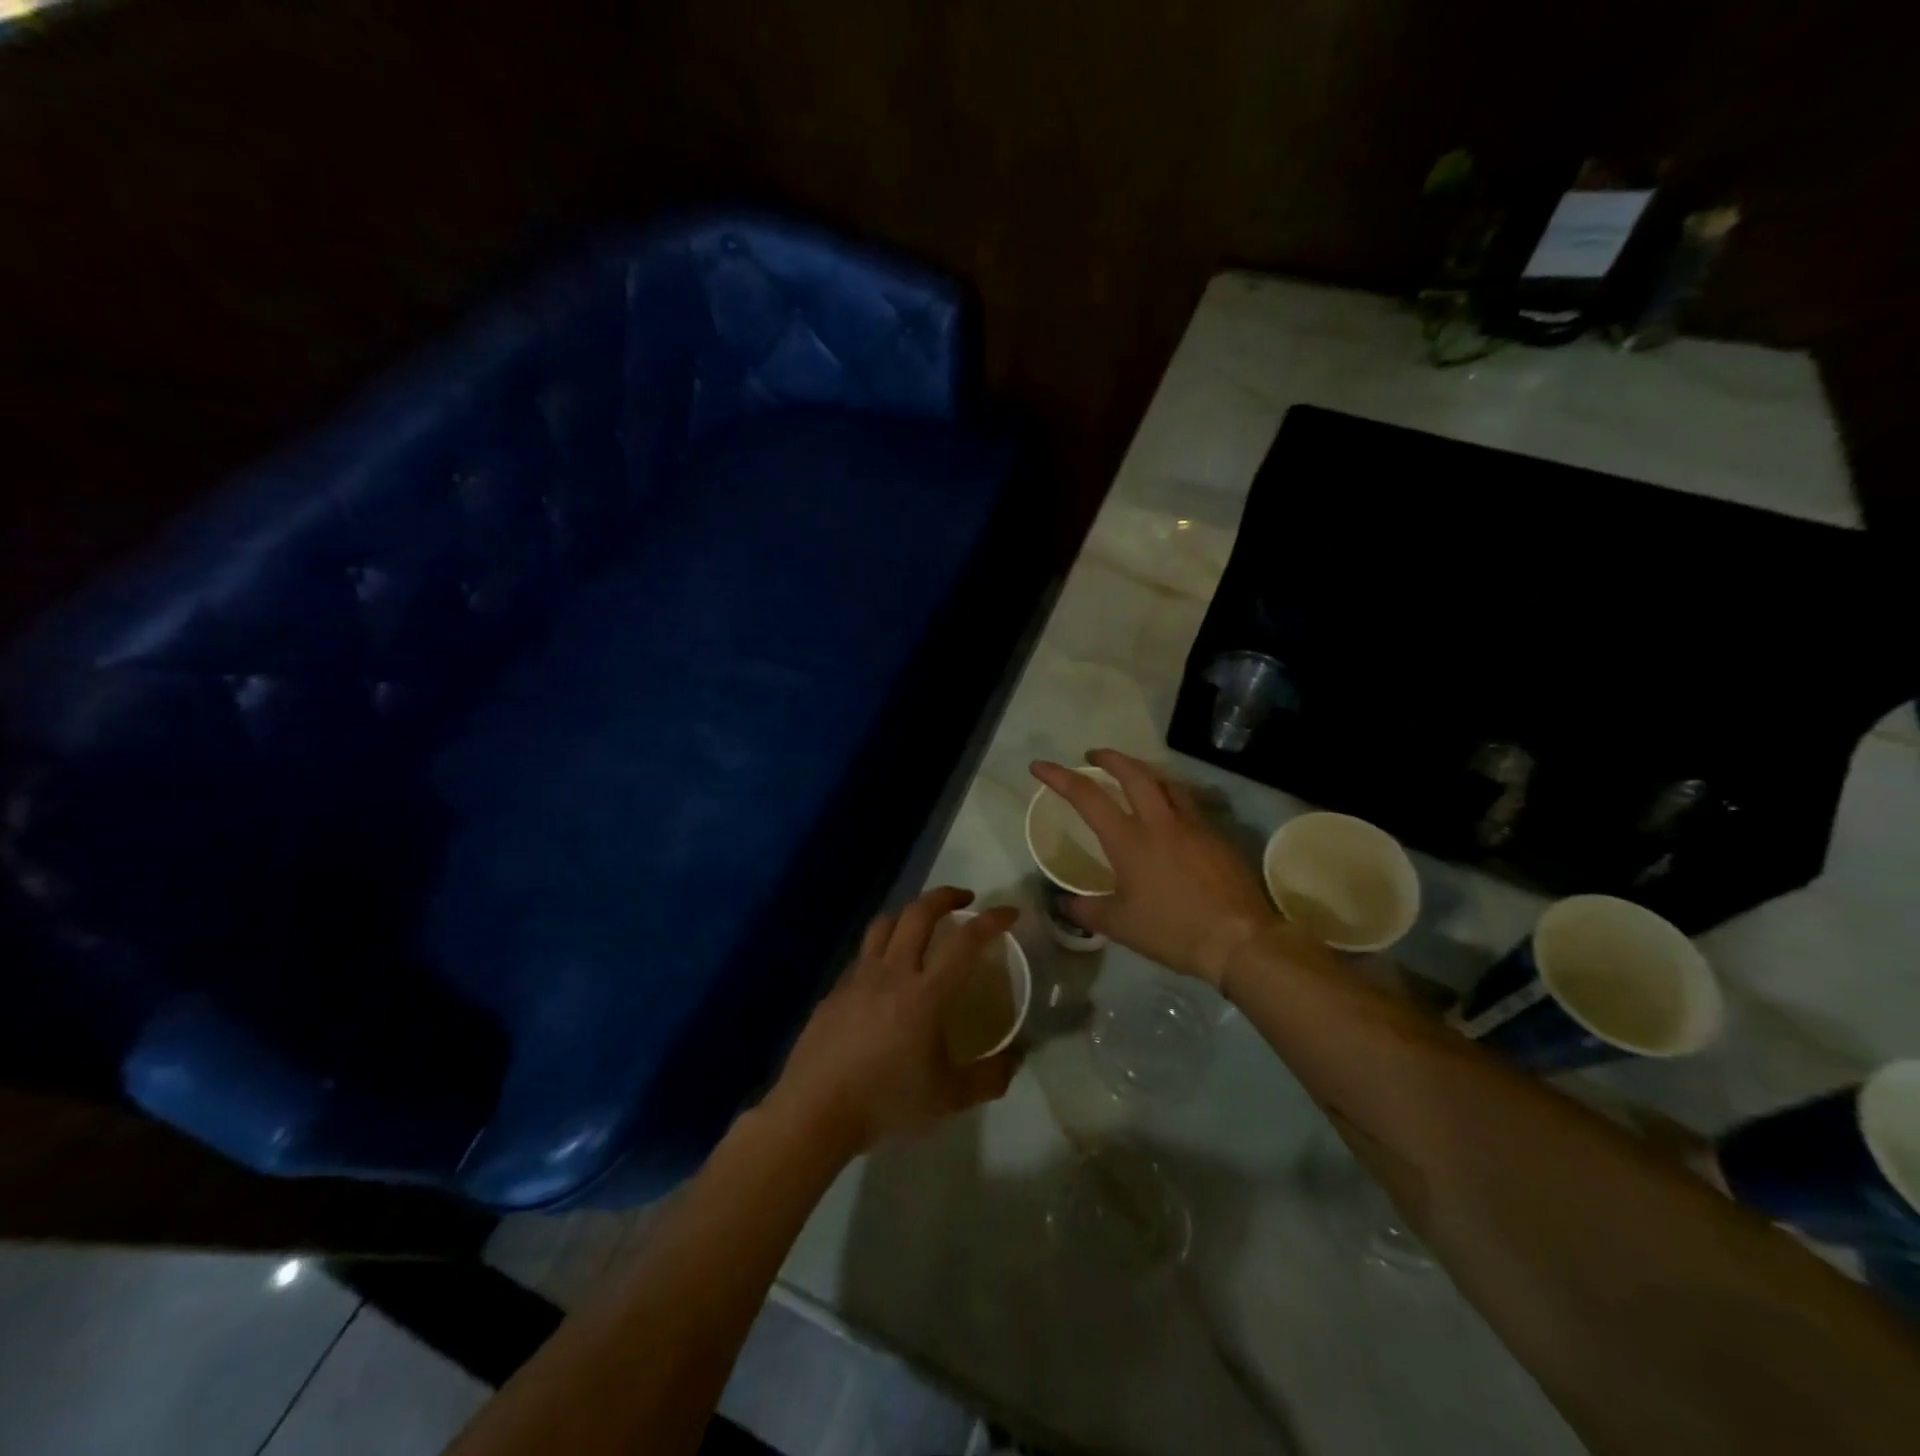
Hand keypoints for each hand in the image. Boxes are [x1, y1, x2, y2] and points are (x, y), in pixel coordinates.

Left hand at [767, 887, 1020, 1156]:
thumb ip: (989, 1078)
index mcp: (925, 993)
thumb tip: (1017, 1059)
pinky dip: (882, 948)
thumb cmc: (886, 1102)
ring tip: (923, 924)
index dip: (991, 921)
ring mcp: (859, 977)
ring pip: (884, 924)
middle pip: (918, 913)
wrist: (815, 1111)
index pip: (965, 942)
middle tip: (965, 901)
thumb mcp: (948, 1098)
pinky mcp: (835, 990)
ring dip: (909, 913)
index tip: (1009, 912)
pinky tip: (886, 972)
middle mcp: (892, 973)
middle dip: (945, 897)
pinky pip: (863, 954)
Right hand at [1031, 750, 1277, 986]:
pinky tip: (1172, 819)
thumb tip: (1064, 904)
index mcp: (1129, 839)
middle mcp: (1160, 822)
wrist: (1239, 940)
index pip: (1087, 796)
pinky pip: (1190, 806)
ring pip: (1167, 782)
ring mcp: (1194, 825)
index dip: (1059, 777)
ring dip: (1145, 772)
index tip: (1040, 766)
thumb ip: (1087, 910)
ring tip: (1135, 777)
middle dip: (1109, 757)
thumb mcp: (1119, 925)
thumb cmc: (1172, 930)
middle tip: (1094, 755)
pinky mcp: (1218, 837)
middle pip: (1133, 772)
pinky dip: (1172, 800)